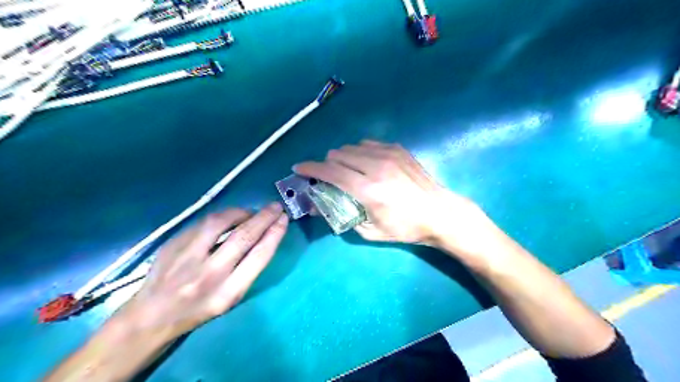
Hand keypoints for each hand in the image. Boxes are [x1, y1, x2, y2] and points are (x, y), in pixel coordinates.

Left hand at [122, 202, 285, 336]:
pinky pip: (203, 222)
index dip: (275, 233)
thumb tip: (264, 235)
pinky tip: (229, 217)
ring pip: (220, 222)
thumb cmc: (199, 310)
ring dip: (242, 212)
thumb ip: (247, 269)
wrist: (152, 316)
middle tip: (275, 207)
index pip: (259, 256)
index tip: (284, 219)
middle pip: (243, 237)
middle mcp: (208, 275)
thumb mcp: (230, 298)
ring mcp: (187, 258)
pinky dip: (222, 216)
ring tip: (251, 212)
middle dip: (264, 217)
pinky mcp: (172, 244)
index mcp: (227, 293)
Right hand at [296, 141, 485, 247]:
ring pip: (352, 146)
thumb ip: (342, 217)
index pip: (330, 172)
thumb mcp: (371, 231)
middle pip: (338, 155)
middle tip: (327, 177)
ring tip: (347, 170)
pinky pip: (368, 143)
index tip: (298, 168)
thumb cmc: (405, 228)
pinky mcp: (398, 149)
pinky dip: (360, 151)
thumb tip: (319, 207)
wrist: (440, 213)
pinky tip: (366, 163)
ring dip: (342, 157)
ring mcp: (388, 154)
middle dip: (327, 164)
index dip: (310, 168)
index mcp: (368, 190)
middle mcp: (376, 167)